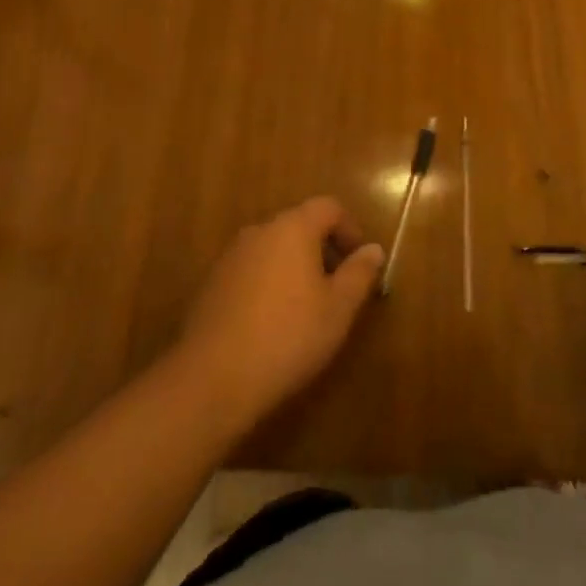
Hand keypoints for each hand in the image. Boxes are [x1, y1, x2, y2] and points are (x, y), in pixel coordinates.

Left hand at [177, 197, 383, 427]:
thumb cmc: (288, 336)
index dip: (350, 229)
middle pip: (299, 225)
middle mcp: (259, 231)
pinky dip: (269, 283)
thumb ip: (359, 273)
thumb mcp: (338, 308)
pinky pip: (251, 270)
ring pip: (273, 248)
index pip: (329, 207)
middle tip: (338, 286)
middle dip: (323, 249)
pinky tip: (272, 322)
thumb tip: (373, 249)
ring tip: (307, 307)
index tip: (360, 261)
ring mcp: (230, 256)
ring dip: (295, 266)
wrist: (212, 379)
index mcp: (293, 228)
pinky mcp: (211, 283)